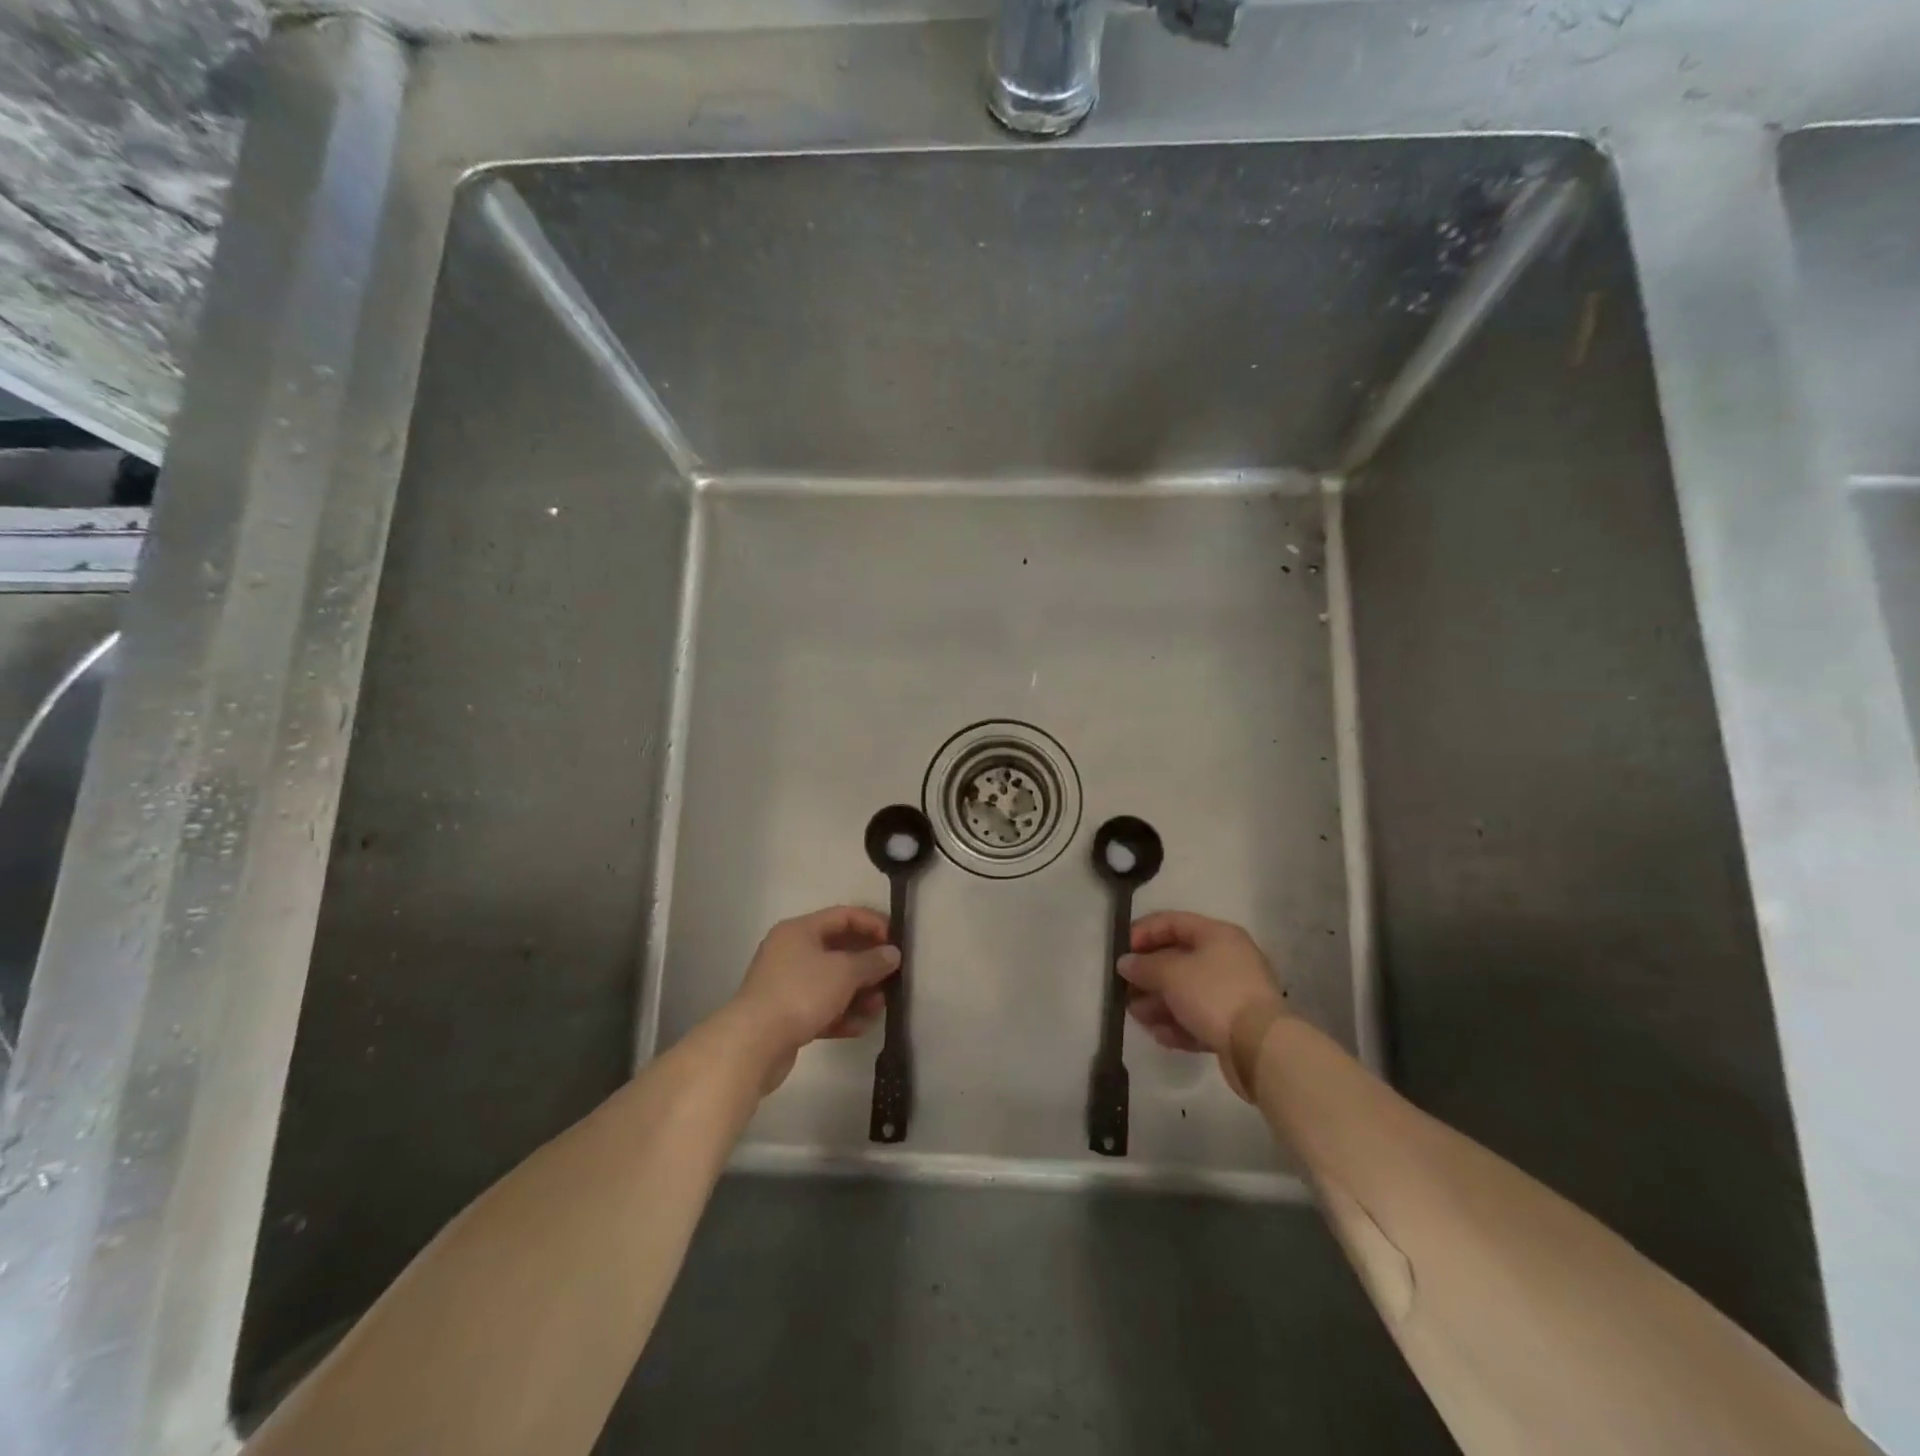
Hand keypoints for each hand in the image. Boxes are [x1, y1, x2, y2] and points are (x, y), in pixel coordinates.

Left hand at [728, 906, 900, 1090]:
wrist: (754, 1043)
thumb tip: (892, 953)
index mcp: (800, 930)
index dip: (873, 923)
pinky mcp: (785, 1015)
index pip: (843, 916)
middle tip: (892, 976)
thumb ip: (872, 961)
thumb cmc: (801, 993)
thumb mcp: (844, 972)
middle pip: (838, 950)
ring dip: (858, 992)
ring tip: (879, 1006)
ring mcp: (786, 984)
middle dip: (867, 964)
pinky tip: (860, 1027)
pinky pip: (820, 1007)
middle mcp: (791, 951)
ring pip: (831, 982)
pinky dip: (841, 1014)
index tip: (896, 941)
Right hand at [1118, 911, 1286, 1099]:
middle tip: (1124, 988)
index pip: (1173, 922)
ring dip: (1157, 1003)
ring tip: (1136, 1016)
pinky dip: (1177, 1024)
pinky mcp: (1233, 1025)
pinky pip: (1198, 1018)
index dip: (1144, 932)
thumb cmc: (1214, 994)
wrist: (1261, 1047)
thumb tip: (1125, 963)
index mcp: (1217, 935)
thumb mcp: (1171, 973)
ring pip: (1186, 992)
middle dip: (1148, 974)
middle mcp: (1227, 959)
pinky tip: (1160, 1035)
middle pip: (1178, 959)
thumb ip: (1144, 965)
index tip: (1122, 951)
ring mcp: (1232, 993)